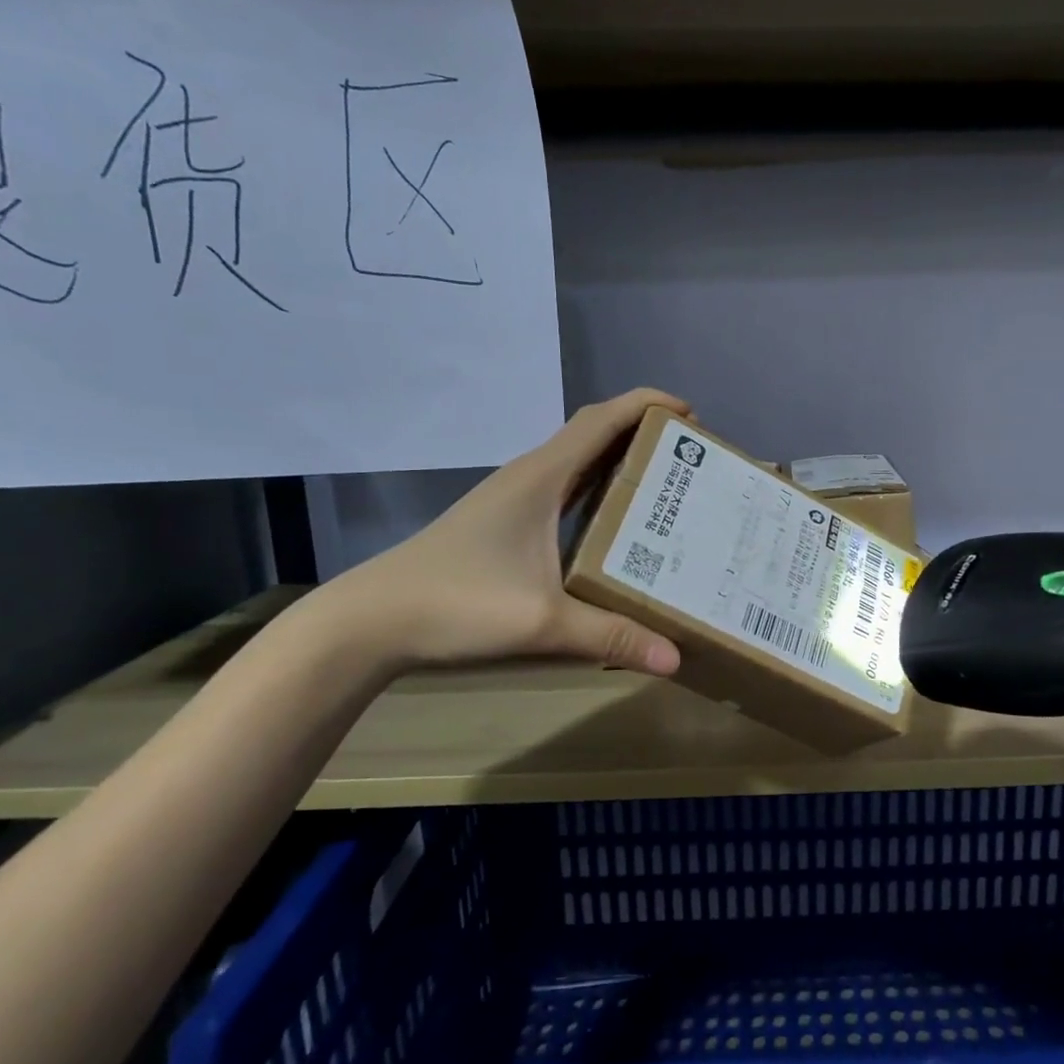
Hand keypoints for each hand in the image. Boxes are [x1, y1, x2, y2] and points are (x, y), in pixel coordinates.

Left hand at [306, 388, 689, 676]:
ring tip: (664, 490)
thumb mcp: (542, 622)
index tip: (690, 414)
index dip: (647, 406)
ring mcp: (512, 501)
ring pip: (577, 465)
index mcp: (541, 478)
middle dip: (643, 436)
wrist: (373, 621)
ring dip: (619, 464)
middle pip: (593, 435)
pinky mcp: (504, 525)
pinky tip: (613, 527)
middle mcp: (529, 478)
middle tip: (689, 461)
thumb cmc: (457, 603)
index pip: (601, 421)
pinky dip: (596, 494)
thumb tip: (674, 658)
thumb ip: (610, 636)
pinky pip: (563, 493)